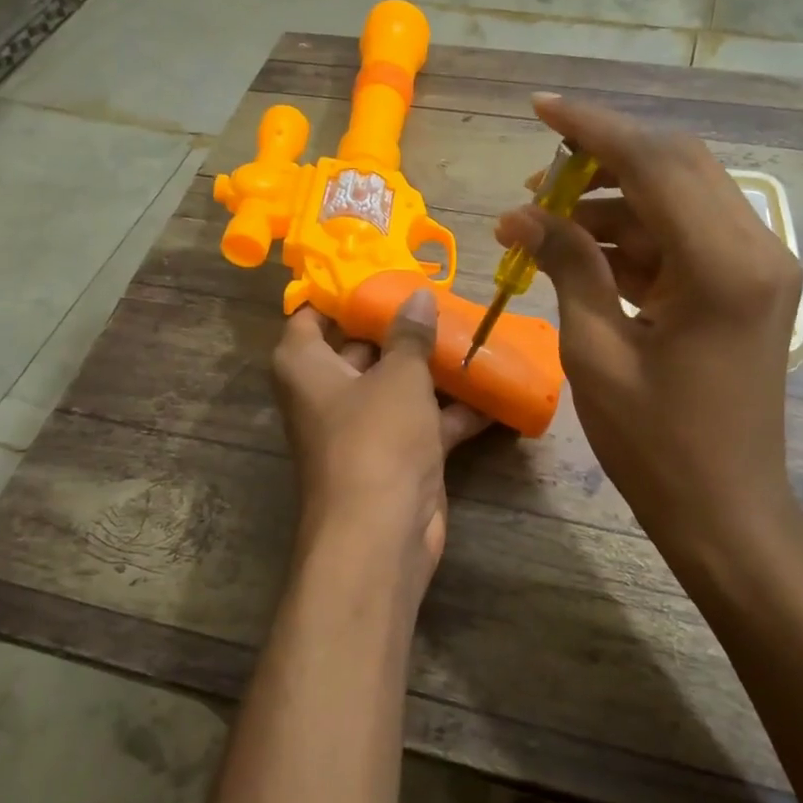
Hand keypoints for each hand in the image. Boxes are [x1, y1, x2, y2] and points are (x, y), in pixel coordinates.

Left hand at [271, 288, 490, 594]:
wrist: (381, 534)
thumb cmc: (376, 438)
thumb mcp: (398, 376)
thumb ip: (410, 334)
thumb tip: (417, 295)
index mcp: (306, 366)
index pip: (312, 315)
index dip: (342, 291)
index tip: (380, 268)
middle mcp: (329, 394)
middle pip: (362, 347)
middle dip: (401, 326)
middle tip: (441, 296)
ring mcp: (364, 428)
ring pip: (399, 386)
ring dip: (434, 368)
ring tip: (474, 333)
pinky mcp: (396, 457)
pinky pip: (425, 422)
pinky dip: (455, 411)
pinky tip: (496, 390)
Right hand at [495, 95, 802, 582]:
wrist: (725, 512)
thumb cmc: (656, 446)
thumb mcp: (596, 353)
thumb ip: (567, 267)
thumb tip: (520, 214)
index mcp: (725, 265)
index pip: (657, 163)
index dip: (593, 129)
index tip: (541, 107)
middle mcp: (755, 249)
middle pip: (675, 168)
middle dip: (601, 162)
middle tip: (536, 180)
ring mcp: (756, 268)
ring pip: (678, 201)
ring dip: (612, 205)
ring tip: (541, 225)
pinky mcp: (745, 288)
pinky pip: (684, 239)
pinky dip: (633, 239)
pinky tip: (580, 255)